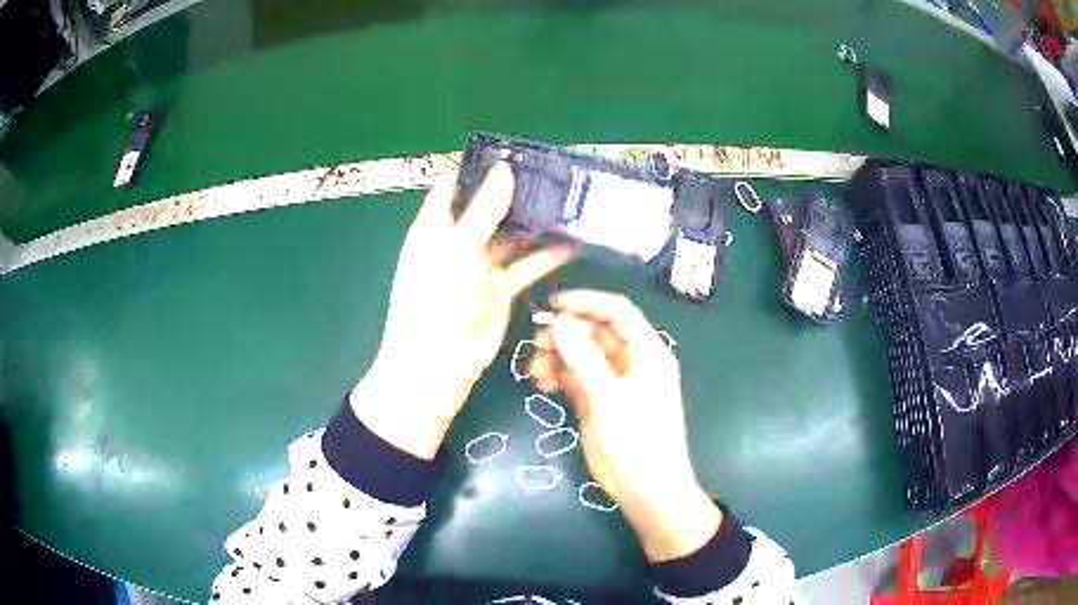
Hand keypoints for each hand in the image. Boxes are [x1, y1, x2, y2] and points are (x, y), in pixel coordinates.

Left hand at [352, 163, 573, 459]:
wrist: (438, 364)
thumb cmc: (436, 300)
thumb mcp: (458, 249)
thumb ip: (484, 209)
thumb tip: (504, 169)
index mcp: (435, 226)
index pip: (456, 186)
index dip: (479, 169)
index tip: (513, 152)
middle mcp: (457, 241)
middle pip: (489, 208)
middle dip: (517, 193)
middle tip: (553, 176)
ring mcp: (480, 265)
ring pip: (512, 236)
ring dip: (536, 223)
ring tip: (567, 204)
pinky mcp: (500, 289)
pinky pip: (526, 265)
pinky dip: (546, 255)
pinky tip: (571, 243)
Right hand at [530, 290, 720, 561]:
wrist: (646, 488)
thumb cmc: (637, 440)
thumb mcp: (609, 397)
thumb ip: (583, 358)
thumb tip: (559, 322)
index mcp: (646, 352)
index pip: (617, 312)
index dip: (587, 302)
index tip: (553, 305)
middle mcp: (630, 361)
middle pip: (595, 332)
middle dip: (565, 333)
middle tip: (536, 343)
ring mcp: (613, 382)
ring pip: (581, 355)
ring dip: (557, 356)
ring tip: (535, 369)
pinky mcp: (598, 402)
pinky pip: (575, 377)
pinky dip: (558, 376)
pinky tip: (542, 383)